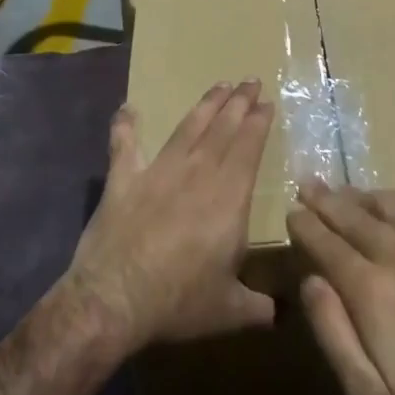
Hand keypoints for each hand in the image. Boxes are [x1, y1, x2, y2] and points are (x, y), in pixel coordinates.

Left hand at [64, 81, 275, 354]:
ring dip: (205, 105)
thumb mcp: (229, 310)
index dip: (258, 122)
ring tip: (219, 85)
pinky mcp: (124, 179)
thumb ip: (257, 306)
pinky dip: (125, 126)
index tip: (266, 102)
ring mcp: (159, 172)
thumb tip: (279, 314)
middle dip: (239, 102)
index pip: (249, 147)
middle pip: (223, 129)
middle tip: (249, 80)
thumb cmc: (179, 302)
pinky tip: (127, 108)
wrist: (115, 299)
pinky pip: (124, 145)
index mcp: (229, 197)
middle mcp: (198, 173)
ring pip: (188, 128)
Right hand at [287, 171, 394, 394]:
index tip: (291, 211)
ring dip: (365, 194)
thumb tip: (310, 282)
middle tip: (308, 184)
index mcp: (371, 291)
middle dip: (327, 200)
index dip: (305, 226)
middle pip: (354, 217)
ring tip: (347, 190)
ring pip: (393, 205)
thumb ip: (334, 335)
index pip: (327, 245)